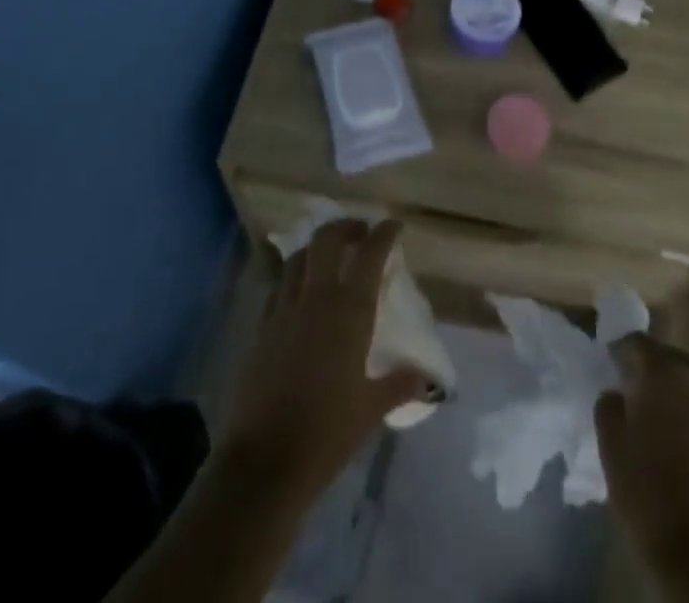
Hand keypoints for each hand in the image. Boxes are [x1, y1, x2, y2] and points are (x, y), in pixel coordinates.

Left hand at [220, 219, 428, 503]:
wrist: (263, 462)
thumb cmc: (326, 433)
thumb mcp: (370, 409)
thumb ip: (399, 384)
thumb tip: (427, 379)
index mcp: (349, 311)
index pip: (370, 255)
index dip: (384, 234)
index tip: (394, 225)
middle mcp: (315, 298)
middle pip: (326, 240)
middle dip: (345, 227)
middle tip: (360, 233)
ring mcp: (283, 309)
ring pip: (298, 258)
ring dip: (316, 249)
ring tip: (329, 259)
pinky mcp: (260, 327)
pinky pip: (279, 287)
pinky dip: (294, 279)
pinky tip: (300, 297)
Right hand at [595, 334, 688, 587]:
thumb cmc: (648, 497)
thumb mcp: (611, 448)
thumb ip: (609, 407)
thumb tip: (618, 393)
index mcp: (663, 374)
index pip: (636, 342)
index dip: (619, 351)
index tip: (608, 366)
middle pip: (667, 357)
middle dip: (648, 367)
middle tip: (629, 389)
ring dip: (672, 389)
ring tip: (653, 414)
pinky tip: (677, 436)